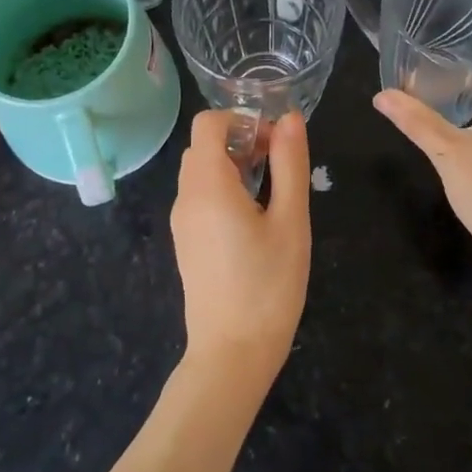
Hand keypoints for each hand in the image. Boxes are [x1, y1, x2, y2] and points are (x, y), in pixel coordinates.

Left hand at [170, 108, 311, 373]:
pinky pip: (200, 197)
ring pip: (201, 171)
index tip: (275, 143)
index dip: (242, 120)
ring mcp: (181, 221)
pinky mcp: (185, 242)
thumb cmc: (268, 285)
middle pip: (204, 146)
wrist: (232, 353)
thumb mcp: (290, 220)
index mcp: (207, 185)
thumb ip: (289, 164)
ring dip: (234, 166)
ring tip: (271, 195)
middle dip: (242, 142)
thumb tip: (289, 117)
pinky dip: (224, 190)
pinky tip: (254, 221)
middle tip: (279, 168)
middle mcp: (185, 197)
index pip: (208, 123)